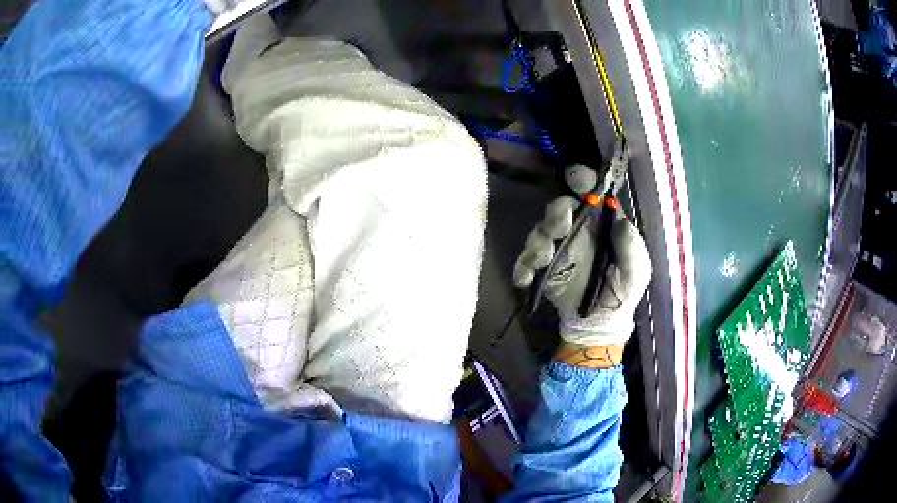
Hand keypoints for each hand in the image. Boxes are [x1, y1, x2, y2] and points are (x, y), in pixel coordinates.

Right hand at [513, 166, 651, 347]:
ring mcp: (558, 248)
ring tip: (545, 259)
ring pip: (539, 231)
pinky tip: (526, 280)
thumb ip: (632, 248)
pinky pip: (526, 261)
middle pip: (559, 208)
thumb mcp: (637, 271)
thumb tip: (621, 222)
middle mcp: (577, 229)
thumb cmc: (623, 291)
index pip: (590, 193)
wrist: (600, 323)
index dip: (582, 180)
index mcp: (601, 223)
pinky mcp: (543, 268)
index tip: (575, 178)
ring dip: (539, 241)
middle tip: (561, 226)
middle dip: (557, 212)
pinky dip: (522, 268)